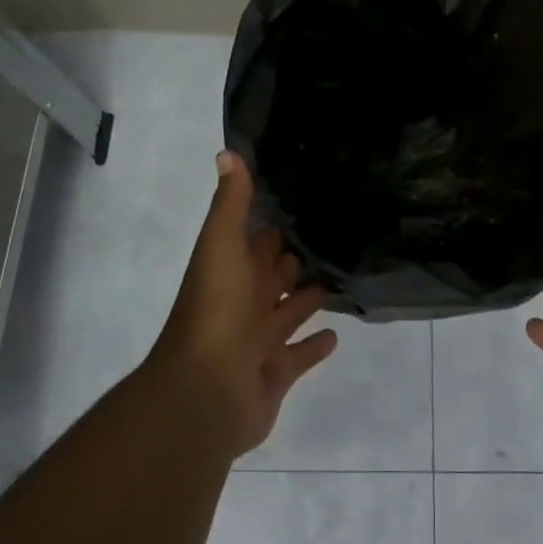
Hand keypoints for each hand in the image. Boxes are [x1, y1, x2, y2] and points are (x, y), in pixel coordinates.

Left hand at [144, 151, 337, 455]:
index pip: (254, 244)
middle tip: (326, 242)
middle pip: (270, 279)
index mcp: (230, 272)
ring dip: (305, 300)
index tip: (298, 208)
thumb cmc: (216, 311)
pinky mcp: (276, 373)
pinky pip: (299, 355)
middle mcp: (243, 304)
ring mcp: (258, 341)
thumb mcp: (221, 246)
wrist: (206, 390)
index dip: (270, 229)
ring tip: (336, 281)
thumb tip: (227, 153)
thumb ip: (231, 204)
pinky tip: (337, 334)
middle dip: (289, 263)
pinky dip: (315, 346)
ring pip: (287, 314)